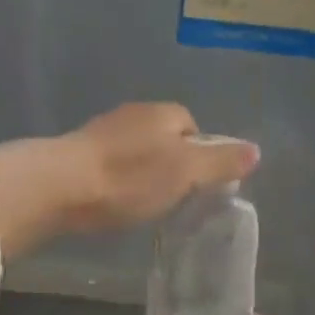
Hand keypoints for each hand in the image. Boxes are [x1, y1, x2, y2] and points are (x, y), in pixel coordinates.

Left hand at [54, 103, 258, 233]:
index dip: (200, 155)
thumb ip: (220, 162)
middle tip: (172, 197)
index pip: (193, 126)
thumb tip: (255, 151)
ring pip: (136, 150)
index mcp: (164, 112)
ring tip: (142, 202)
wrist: (59, 186)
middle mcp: (134, 113)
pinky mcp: (78, 152)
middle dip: (171, 163)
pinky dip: (118, 178)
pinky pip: (111, 163)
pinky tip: (114, 200)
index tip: (196, 185)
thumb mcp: (185, 173)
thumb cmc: (129, 178)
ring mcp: (103, 131)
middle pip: (165, 137)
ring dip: (142, 171)